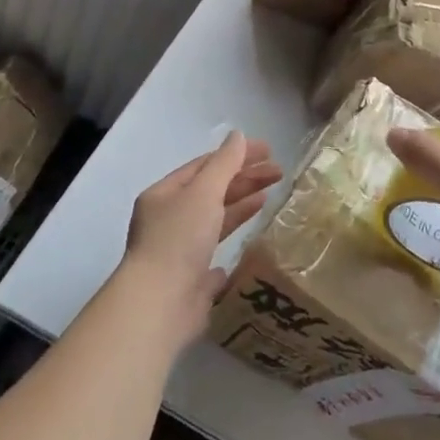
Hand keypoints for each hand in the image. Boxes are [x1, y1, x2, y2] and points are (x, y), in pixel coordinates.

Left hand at [119, 132, 282, 343]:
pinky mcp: (192, 277)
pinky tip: (252, 238)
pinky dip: (233, 239)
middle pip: (212, 190)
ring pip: (215, 219)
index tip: (269, 151)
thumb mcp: (204, 193)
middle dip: (245, 178)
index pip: (204, 165)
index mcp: (164, 195)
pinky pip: (216, 250)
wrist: (160, 304)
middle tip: (279, 173)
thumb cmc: (179, 240)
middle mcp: (169, 219)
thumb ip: (224, 164)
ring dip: (241, 204)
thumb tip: (238, 135)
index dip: (236, 155)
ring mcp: (180, 249)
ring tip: (270, 196)